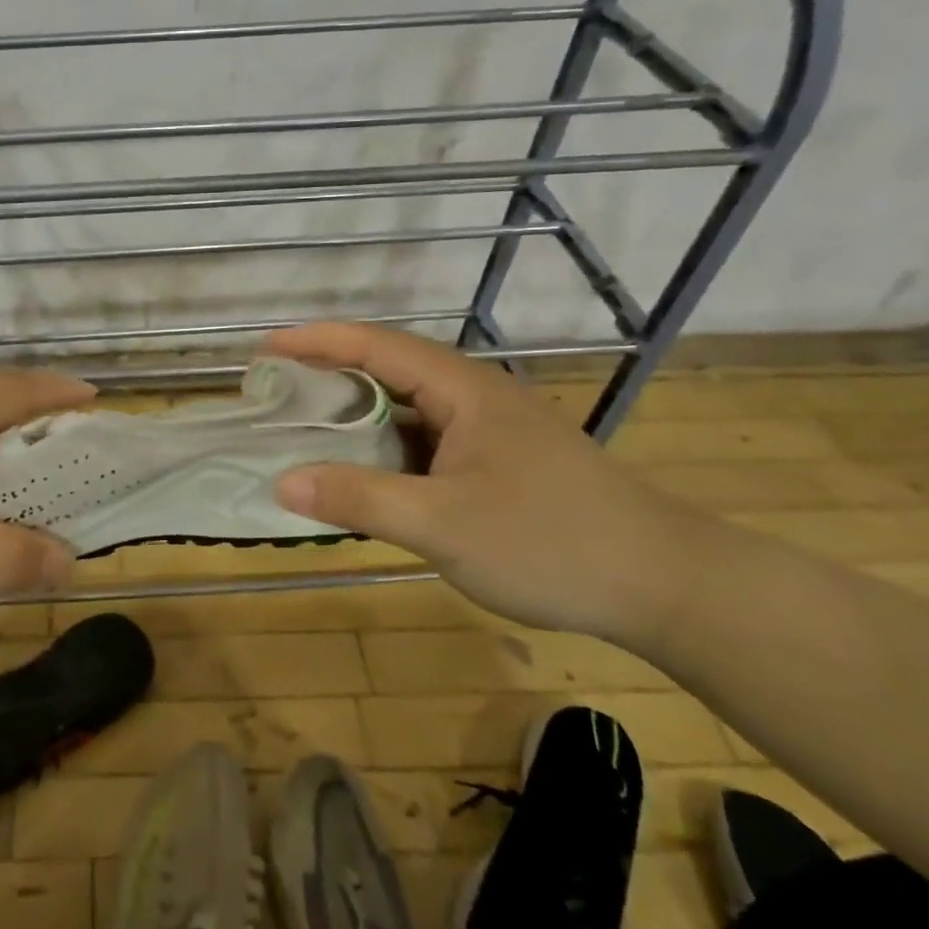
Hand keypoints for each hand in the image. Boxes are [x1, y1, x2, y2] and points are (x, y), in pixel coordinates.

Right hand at [267, 322, 724, 641]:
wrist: (666, 586)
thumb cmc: (551, 542)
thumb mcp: (443, 524)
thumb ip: (359, 499)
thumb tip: (281, 481)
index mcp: (462, 390)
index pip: (374, 346)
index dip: (315, 341)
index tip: (262, 349)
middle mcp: (474, 397)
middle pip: (387, 371)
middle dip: (327, 376)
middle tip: (273, 392)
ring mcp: (488, 431)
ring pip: (406, 411)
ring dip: (355, 417)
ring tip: (303, 431)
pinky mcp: (497, 463)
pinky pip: (424, 444)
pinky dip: (383, 451)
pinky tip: (364, 477)